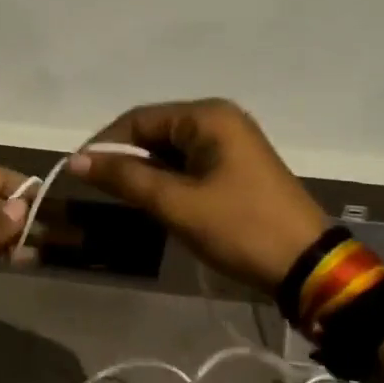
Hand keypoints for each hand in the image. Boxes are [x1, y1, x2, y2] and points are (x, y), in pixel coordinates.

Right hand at [70, 99, 328, 293]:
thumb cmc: (240, 227)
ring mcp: (231, 143)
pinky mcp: (235, 167)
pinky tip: (156, 202)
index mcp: (208, 117)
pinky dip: (167, 180)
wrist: (307, 266)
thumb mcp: (177, 203)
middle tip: (99, 189)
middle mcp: (219, 120)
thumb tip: (75, 160)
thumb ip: (125, 177)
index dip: (105, 144)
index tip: (78, 172)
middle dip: (125, 158)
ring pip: (169, 150)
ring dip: (145, 171)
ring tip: (124, 199)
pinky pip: (188, 164)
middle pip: (154, 131)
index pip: (139, 118)